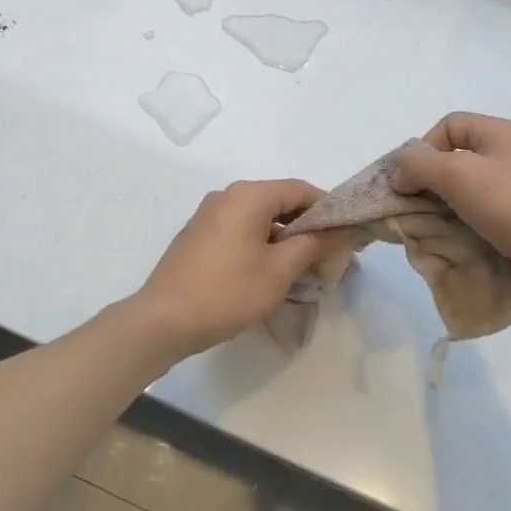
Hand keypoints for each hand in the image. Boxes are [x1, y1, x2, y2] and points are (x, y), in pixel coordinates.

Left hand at [132, 180, 349, 356]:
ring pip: (260, 220)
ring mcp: (209, 216)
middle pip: (280, 203)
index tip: (348, 235)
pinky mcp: (199, 237)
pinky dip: (263, 246)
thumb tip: (339, 231)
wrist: (162, 320)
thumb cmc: (226, 291)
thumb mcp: (279, 270)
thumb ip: (313, 245)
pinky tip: (274, 273)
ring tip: (308, 270)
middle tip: (333, 257)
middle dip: (309, 228)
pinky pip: (241, 232)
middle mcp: (227, 196)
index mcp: (248, 195)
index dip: (329, 209)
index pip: (301, 189)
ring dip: (287, 241)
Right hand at [393, 113, 510, 311]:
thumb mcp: (458, 175)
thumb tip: (400, 173)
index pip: (448, 126)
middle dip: (429, 186)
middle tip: (414, 212)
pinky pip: (485, 220)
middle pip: (456, 161)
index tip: (411, 182)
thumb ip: (420, 166)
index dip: (423, 149)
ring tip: (433, 234)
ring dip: (445, 213)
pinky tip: (458, 248)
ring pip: (467, 195)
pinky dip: (466, 232)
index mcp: (500, 134)